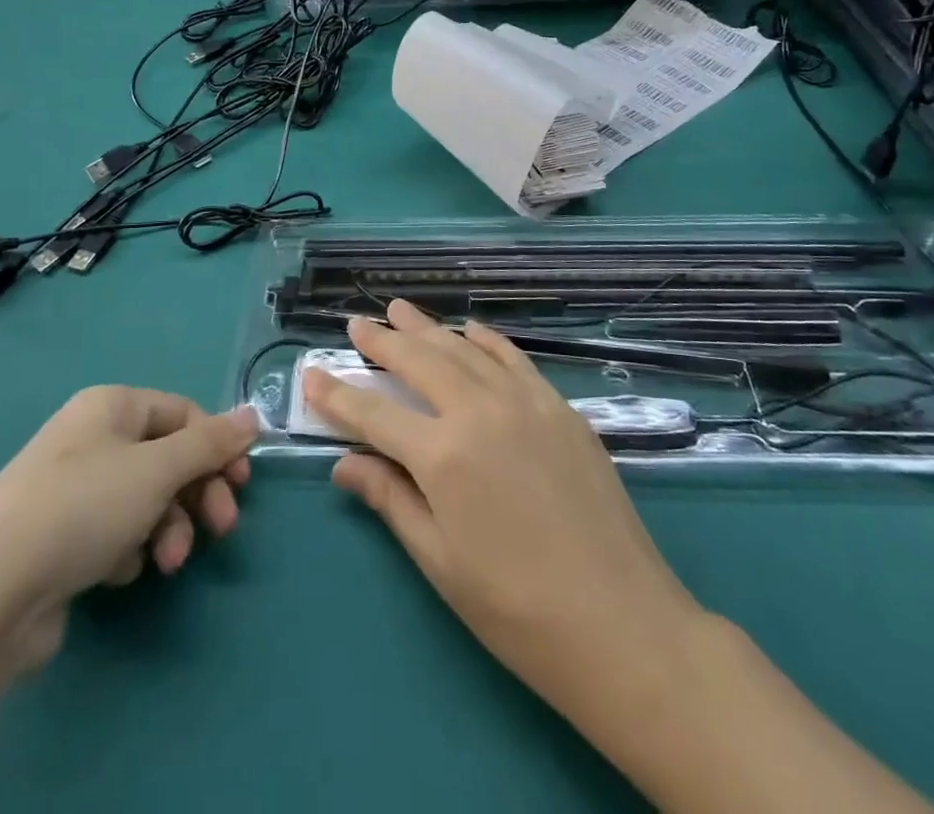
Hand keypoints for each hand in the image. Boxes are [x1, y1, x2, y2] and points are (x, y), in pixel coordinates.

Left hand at [0, 387, 258, 667]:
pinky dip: (129, 550)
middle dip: (197, 494)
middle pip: (167, 457)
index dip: (217, 446)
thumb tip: (254, 415)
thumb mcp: (158, 470)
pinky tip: (118, 572)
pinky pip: (114, 531)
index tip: (241, 484)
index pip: (184, 413)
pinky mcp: (58, 538)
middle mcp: (91, 438)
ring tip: (167, 563)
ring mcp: (71, 488)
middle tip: (222, 528)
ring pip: (145, 498)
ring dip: (168, 528)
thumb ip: (210, 443)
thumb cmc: (83, 509)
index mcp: (111, 406)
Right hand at [305, 303, 701, 713]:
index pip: (374, 414)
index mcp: (442, 455)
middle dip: (382, 341)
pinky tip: (470, 330)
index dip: (338, 395)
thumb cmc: (516, 608)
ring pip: (464, 350)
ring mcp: (525, 403)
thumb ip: (390, 500)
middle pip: (419, 363)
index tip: (312, 374)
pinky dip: (486, 340)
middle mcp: (480, 412)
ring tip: (400, 310)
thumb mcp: (440, 561)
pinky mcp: (560, 408)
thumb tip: (344, 464)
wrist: (621, 624)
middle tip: (356, 323)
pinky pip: (513, 359)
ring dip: (428, 329)